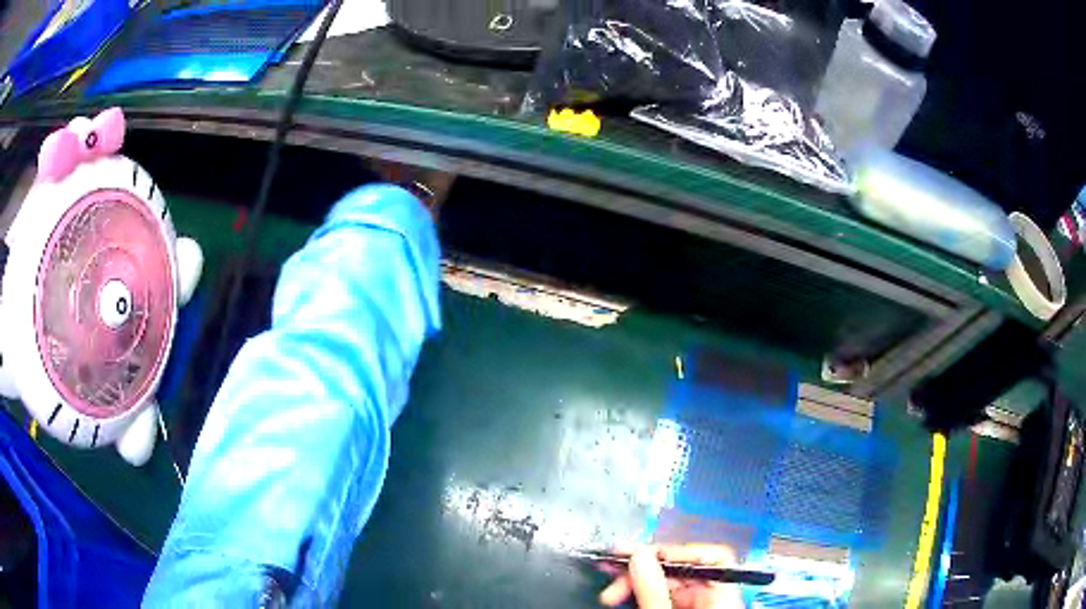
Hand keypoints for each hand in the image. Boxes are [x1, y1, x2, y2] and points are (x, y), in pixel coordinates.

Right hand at [598, 544, 744, 608]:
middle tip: (612, 570)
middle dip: (644, 569)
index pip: (709, 555)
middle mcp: (715, 594)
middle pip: (681, 569)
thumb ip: (653, 588)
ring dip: (637, 583)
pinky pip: (664, 596)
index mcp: (724, 592)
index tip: (640, 554)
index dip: (674, 551)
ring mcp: (699, 604)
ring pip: (668, 584)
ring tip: (609, 591)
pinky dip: (643, 594)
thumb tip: (639, 555)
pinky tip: (622, 596)